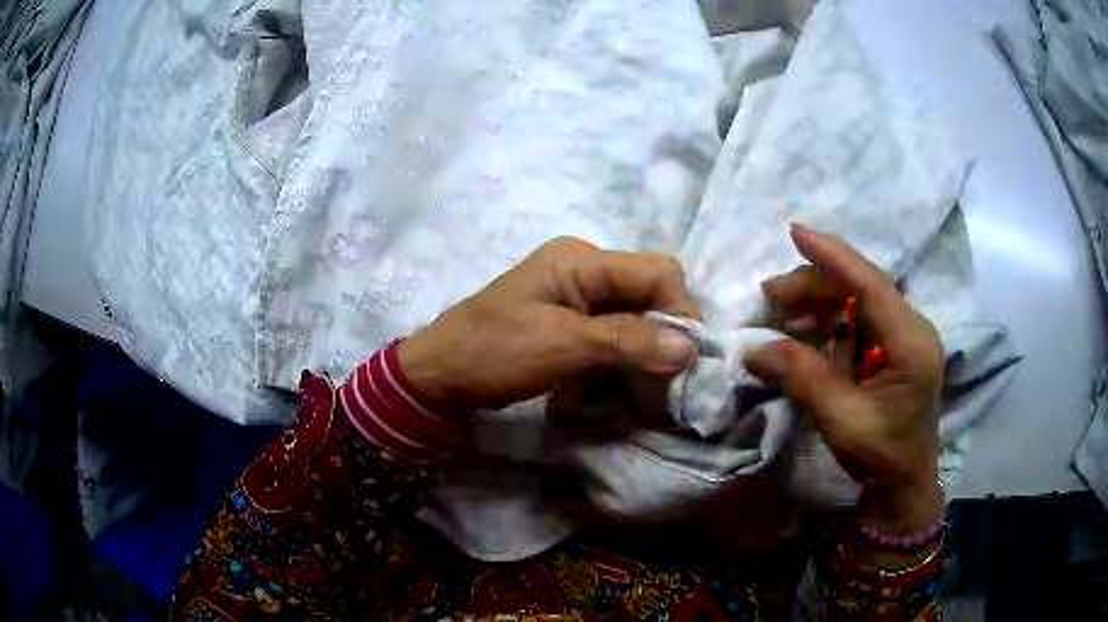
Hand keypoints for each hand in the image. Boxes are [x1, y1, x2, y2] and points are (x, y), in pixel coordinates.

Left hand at [398, 237, 700, 413]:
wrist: (438, 376)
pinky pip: (615, 329)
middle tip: (668, 375)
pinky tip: (626, 376)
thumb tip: (690, 347)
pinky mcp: (569, 319)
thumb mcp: (561, 346)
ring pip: (635, 311)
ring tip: (651, 381)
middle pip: (649, 288)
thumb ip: (628, 342)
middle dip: (666, 329)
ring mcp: (575, 293)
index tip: (686, 360)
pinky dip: (627, 351)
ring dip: (648, 344)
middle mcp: (584, 267)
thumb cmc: (492, 354)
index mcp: (581, 259)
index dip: (680, 311)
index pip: (657, 271)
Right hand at [744, 224, 943, 534]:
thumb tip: (753, 349)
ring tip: (782, 314)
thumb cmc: (881, 454)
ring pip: (859, 300)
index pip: (872, 285)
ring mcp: (904, 336)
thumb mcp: (841, 419)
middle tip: (770, 296)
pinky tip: (806, 331)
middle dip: (816, 286)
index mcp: (911, 343)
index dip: (834, 257)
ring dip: (820, 302)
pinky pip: (859, 321)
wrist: (903, 483)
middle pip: (862, 288)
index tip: (796, 232)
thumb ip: (803, 377)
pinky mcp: (893, 347)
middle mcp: (913, 329)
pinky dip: (830, 322)